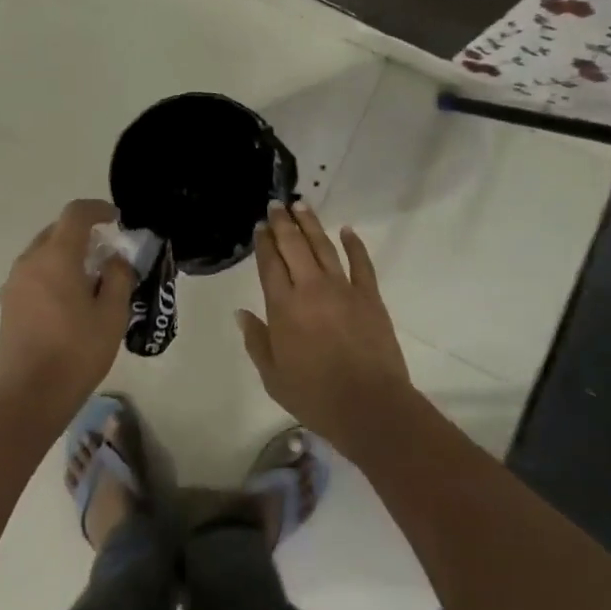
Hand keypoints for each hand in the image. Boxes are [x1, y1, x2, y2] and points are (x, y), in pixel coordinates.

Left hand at [0, 199, 135, 430]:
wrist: (29, 398)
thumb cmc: (77, 353)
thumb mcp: (112, 315)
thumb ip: (118, 277)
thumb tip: (114, 259)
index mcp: (56, 257)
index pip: (75, 214)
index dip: (98, 209)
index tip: (117, 219)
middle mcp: (30, 262)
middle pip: (57, 231)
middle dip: (84, 234)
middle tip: (108, 254)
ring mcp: (14, 284)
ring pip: (44, 253)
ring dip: (67, 254)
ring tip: (91, 279)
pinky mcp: (8, 304)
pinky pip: (34, 273)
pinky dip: (54, 272)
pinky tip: (70, 300)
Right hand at [236, 201, 413, 447]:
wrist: (369, 405)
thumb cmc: (315, 396)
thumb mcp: (273, 377)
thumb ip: (257, 341)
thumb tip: (241, 313)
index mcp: (283, 307)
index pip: (269, 265)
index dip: (263, 243)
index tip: (260, 226)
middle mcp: (310, 289)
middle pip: (294, 246)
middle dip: (283, 223)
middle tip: (276, 204)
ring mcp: (343, 289)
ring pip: (323, 247)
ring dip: (311, 224)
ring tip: (301, 205)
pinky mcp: (369, 296)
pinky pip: (361, 262)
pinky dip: (354, 244)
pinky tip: (347, 230)